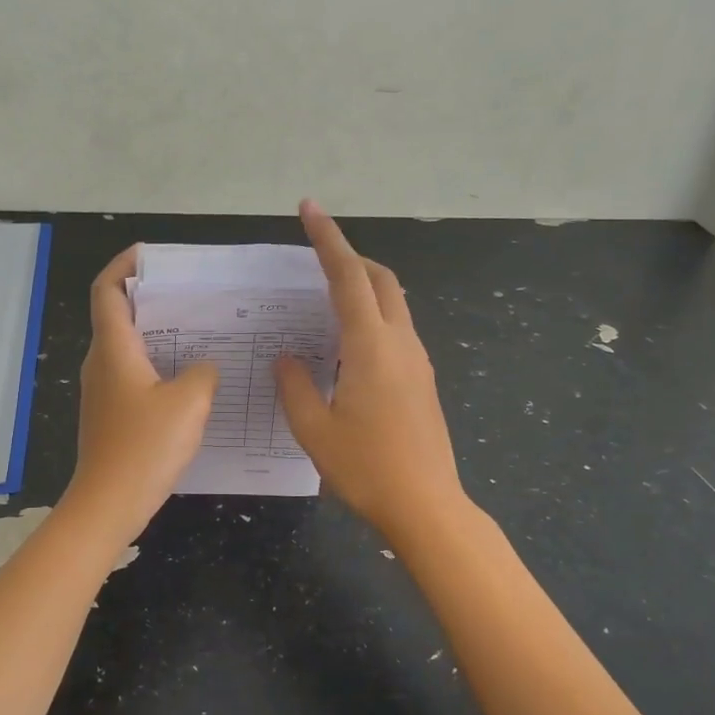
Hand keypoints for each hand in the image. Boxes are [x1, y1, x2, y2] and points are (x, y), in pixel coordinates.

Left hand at [62, 245, 219, 544]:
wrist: (108, 504)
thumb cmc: (145, 447)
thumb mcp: (189, 403)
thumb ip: (202, 373)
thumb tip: (203, 366)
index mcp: (114, 349)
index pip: (107, 291)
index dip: (124, 266)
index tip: (150, 255)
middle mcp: (101, 363)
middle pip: (118, 315)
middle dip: (150, 297)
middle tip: (190, 293)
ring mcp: (103, 390)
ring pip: (127, 347)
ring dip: (157, 333)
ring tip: (198, 331)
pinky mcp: (110, 414)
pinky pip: (133, 374)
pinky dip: (157, 364)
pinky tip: (189, 379)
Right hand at [273, 201, 466, 539]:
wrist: (427, 506)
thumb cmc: (366, 468)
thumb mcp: (314, 429)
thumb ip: (294, 385)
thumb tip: (287, 357)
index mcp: (369, 346)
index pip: (347, 276)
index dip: (327, 238)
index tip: (310, 209)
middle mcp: (400, 342)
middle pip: (379, 278)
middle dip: (349, 256)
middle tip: (316, 254)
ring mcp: (417, 360)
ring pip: (392, 302)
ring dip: (363, 285)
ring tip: (325, 299)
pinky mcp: (422, 379)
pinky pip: (396, 329)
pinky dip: (372, 315)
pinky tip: (347, 344)